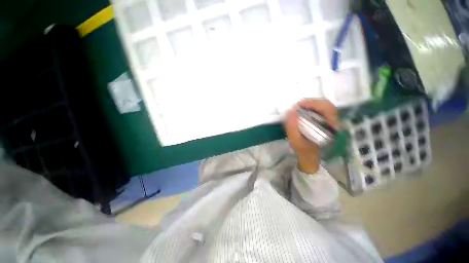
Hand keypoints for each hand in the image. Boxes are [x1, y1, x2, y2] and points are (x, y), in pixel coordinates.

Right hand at [284, 99, 339, 173]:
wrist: (310, 160)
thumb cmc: (304, 152)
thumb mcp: (296, 141)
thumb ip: (292, 127)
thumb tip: (290, 110)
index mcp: (332, 128)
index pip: (327, 108)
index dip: (312, 103)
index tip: (298, 106)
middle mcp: (336, 123)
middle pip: (325, 105)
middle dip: (309, 104)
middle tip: (296, 107)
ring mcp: (332, 122)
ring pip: (323, 107)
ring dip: (309, 106)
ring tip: (298, 110)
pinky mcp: (327, 123)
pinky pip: (320, 112)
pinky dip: (310, 110)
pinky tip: (302, 114)